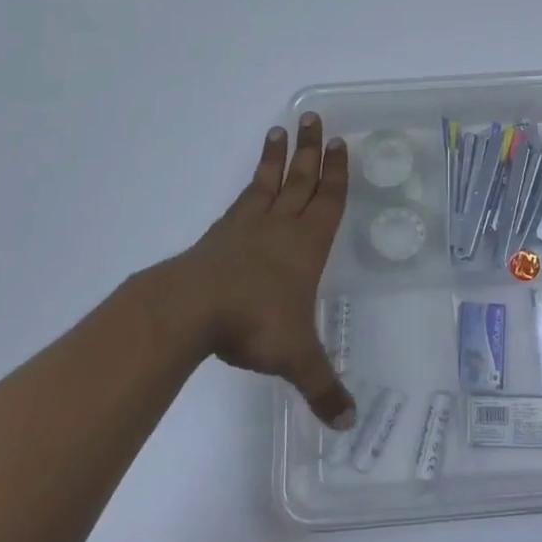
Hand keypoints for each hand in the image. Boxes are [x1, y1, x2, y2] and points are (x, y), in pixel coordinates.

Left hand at [171, 112, 356, 430]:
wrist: (192, 310)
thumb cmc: (254, 323)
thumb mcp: (296, 357)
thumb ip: (323, 387)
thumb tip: (349, 423)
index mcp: (307, 245)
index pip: (329, 200)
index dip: (336, 173)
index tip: (339, 143)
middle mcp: (282, 226)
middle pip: (301, 179)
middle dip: (311, 150)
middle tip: (314, 118)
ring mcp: (249, 226)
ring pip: (271, 182)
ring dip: (278, 156)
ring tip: (280, 129)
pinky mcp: (222, 233)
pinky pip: (244, 198)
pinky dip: (252, 181)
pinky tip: (252, 180)